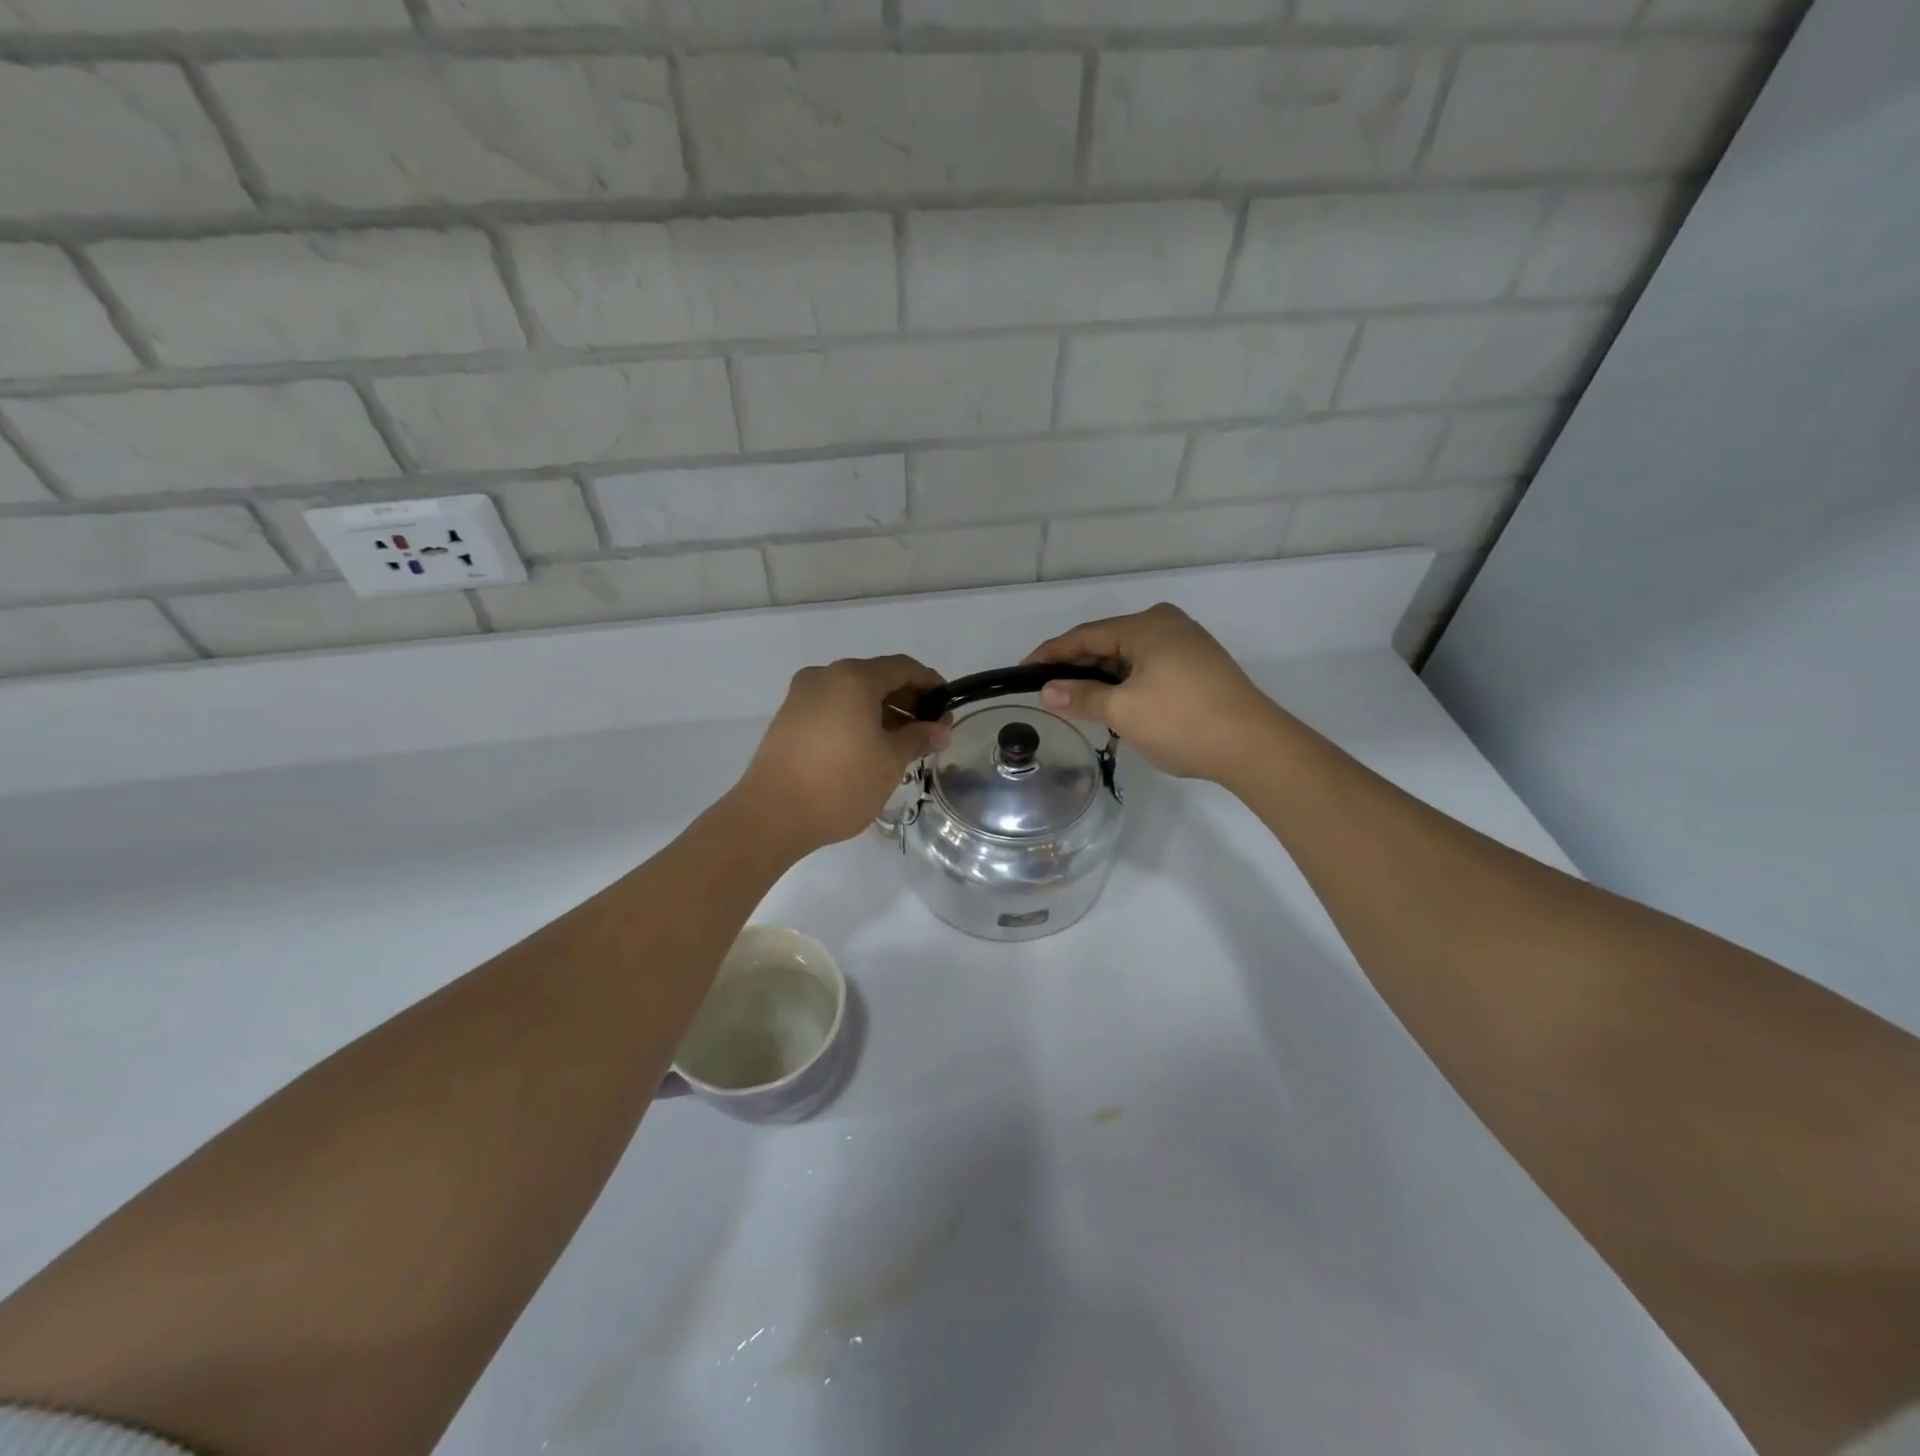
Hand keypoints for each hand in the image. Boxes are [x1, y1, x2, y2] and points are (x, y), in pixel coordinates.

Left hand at [736, 655, 951, 855]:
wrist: (772, 815)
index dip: (930, 683)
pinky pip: (832, 707)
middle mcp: (825, 677)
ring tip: (903, 742)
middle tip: (929, 728)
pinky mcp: (788, 717)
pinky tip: (869, 746)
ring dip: (881, 711)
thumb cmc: (840, 784)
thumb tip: (940, 730)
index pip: (902, 667)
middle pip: (876, 677)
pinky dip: (856, 718)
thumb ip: (918, 739)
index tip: (948, 704)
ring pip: (852, 693)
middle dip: (906, 699)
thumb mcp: (890, 763)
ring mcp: (801, 696)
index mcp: (853, 678)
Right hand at [1025, 604, 1279, 782]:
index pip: (1084, 635)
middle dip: (1076, 668)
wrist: (1254, 747)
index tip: (1023, 672)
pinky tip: (1116, 705)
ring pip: (1128, 658)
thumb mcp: (1124, 711)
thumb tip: (1048, 691)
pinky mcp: (1200, 666)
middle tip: (1048, 693)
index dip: (1050, 654)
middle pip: (1107, 642)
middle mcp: (1167, 625)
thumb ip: (1082, 698)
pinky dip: (1126, 684)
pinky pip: (1149, 668)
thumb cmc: (1182, 722)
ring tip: (1077, 703)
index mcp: (1147, 626)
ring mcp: (1187, 644)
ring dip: (1102, 679)